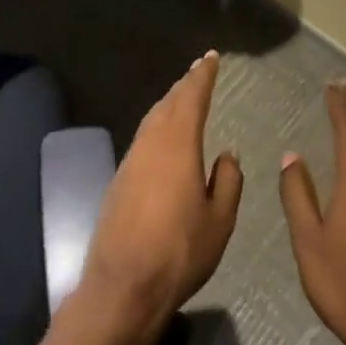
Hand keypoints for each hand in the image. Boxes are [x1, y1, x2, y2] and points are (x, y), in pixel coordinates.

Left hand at [73, 52, 242, 344]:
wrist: (122, 286)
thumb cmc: (179, 252)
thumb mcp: (219, 221)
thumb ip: (227, 182)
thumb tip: (227, 154)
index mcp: (178, 145)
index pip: (192, 98)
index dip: (202, 76)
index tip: (211, 58)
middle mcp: (151, 144)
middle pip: (168, 103)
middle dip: (185, 85)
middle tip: (198, 70)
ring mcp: (131, 161)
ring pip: (152, 119)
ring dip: (169, 103)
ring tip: (182, 96)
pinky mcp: (119, 180)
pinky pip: (143, 137)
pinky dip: (157, 124)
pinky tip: (164, 135)